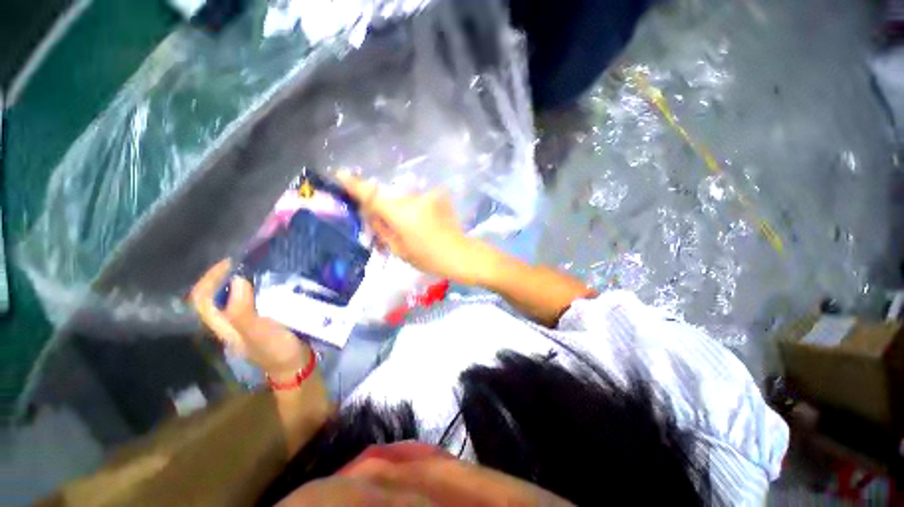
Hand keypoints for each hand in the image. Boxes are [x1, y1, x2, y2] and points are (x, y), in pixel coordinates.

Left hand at [190, 260, 310, 379]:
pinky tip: (274, 282)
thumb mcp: (258, 332)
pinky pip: (256, 298)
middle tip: (248, 261)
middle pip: (218, 295)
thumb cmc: (276, 350)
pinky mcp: (265, 318)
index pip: (203, 299)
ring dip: (245, 280)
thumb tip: (237, 279)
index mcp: (224, 325)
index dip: (211, 279)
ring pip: (237, 296)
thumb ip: (243, 310)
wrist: (296, 364)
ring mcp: (248, 320)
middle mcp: (231, 321)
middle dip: (228, 276)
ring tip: (261, 267)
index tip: (231, 262)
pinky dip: (260, 287)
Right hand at [337, 172, 487, 284]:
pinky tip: (425, 224)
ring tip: (413, 229)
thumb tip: (371, 213)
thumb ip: (381, 228)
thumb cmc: (428, 258)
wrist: (460, 254)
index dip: (355, 184)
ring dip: (402, 211)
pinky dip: (417, 210)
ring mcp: (428, 195)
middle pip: (389, 198)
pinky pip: (419, 201)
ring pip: (405, 200)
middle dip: (384, 209)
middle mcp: (412, 198)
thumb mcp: (398, 249)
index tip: (340, 175)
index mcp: (400, 213)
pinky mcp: (439, 196)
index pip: (371, 194)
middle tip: (388, 226)